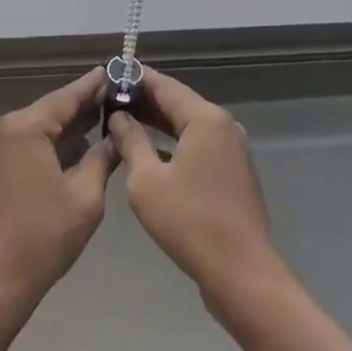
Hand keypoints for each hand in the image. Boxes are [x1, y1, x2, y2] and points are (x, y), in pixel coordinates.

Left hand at [0, 68, 118, 311]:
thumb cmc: (43, 237)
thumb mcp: (85, 197)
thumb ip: (103, 158)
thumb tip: (116, 136)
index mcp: (26, 127)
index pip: (67, 96)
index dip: (94, 85)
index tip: (116, 70)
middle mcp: (8, 128)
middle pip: (53, 109)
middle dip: (85, 105)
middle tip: (121, 96)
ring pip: (43, 127)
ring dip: (72, 126)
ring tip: (108, 118)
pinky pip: (32, 144)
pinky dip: (56, 144)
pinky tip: (82, 147)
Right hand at [107, 68, 285, 309]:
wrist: (243, 276)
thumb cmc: (191, 223)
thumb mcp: (147, 181)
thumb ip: (131, 142)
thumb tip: (118, 117)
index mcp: (205, 118)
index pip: (164, 85)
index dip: (135, 79)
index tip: (109, 74)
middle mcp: (222, 126)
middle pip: (178, 103)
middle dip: (144, 101)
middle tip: (108, 100)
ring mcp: (231, 150)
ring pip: (187, 126)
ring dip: (157, 124)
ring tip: (121, 122)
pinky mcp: (232, 174)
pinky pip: (197, 146)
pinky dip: (172, 144)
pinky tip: (148, 153)